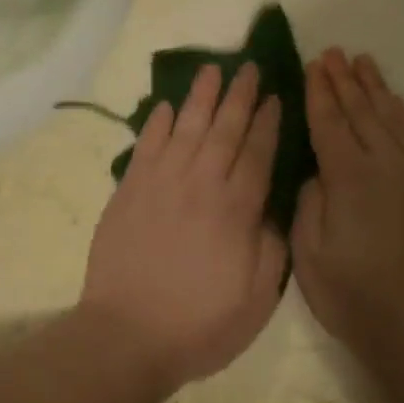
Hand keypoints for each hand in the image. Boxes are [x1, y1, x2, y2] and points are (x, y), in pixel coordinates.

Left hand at [82, 62, 286, 386]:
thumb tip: (272, 209)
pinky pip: (146, 147)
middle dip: (239, 97)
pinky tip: (165, 106)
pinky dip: (156, 124)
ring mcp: (160, 184)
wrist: (127, 334)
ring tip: (212, 69)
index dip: (269, 123)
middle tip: (249, 67)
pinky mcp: (128, 192)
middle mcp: (200, 185)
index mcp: (236, 210)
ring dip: (200, 97)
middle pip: (224, 130)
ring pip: (185, 128)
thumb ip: (270, 247)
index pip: (258, 154)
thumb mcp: (257, 298)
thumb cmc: (199, 324)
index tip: (276, 97)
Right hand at [292, 49, 403, 374]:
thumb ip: (309, 202)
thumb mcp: (310, 253)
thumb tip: (315, 171)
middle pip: (362, 112)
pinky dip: (402, 114)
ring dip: (376, 88)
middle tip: (333, 53)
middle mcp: (386, 166)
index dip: (319, 93)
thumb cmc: (353, 296)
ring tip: (363, 63)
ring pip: (393, 118)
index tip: (312, 65)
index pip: (330, 124)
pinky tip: (395, 103)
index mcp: (350, 179)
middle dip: (344, 81)